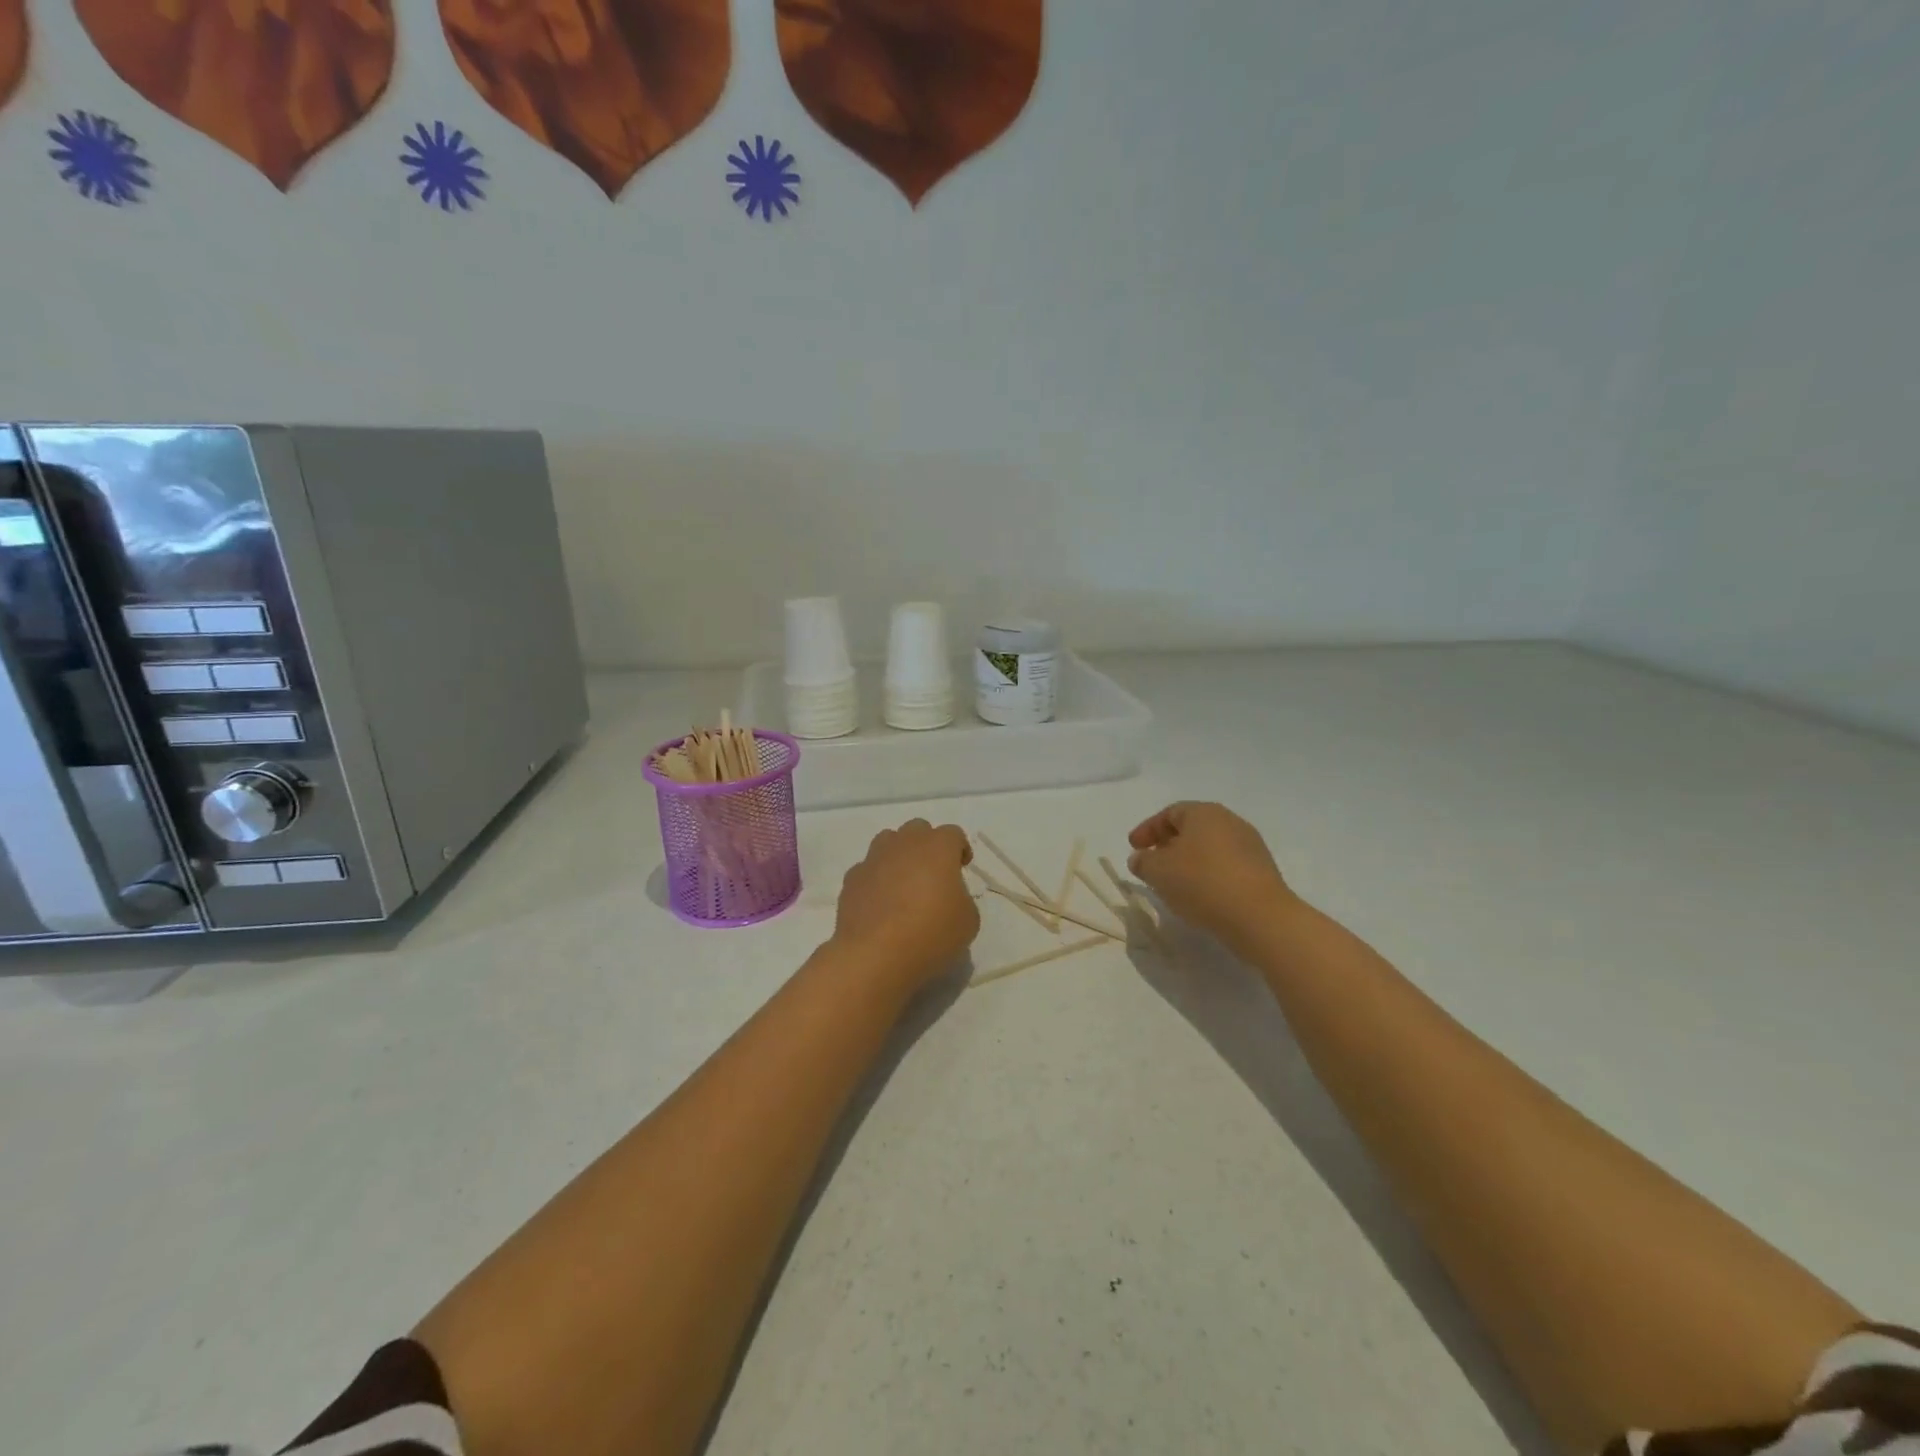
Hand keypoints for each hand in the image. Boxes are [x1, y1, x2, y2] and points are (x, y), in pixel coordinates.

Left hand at [829, 819, 980, 995]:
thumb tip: (947, 896)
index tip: (961, 868)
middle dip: (927, 845)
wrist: (875, 954)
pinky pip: (868, 869)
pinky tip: (880, 903)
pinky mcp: (852, 878)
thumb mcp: (968, 921)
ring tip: (903, 884)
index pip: (953, 834)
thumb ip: (961, 898)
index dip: (959, 849)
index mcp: (938, 847)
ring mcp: (874, 858)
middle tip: (933, 874)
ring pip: (888, 841)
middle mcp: (904, 843)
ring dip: (899, 855)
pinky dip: (876, 879)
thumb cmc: (931, 933)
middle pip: (918, 829)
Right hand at [1127, 802, 1295, 952]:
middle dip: (1168, 844)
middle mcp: (1230, 822)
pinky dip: (1208, 874)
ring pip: (1210, 848)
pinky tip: (1200, 894)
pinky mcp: (1262, 872)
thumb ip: (1143, 861)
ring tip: (1174, 882)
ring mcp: (1250, 846)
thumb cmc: (1202, 883)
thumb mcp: (1158, 871)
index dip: (1147, 829)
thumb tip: (1140, 858)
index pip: (1169, 813)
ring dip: (1189, 861)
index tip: (1133, 848)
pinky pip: (1226, 866)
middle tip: (1152, 861)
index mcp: (1204, 813)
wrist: (1260, 917)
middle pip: (1192, 828)